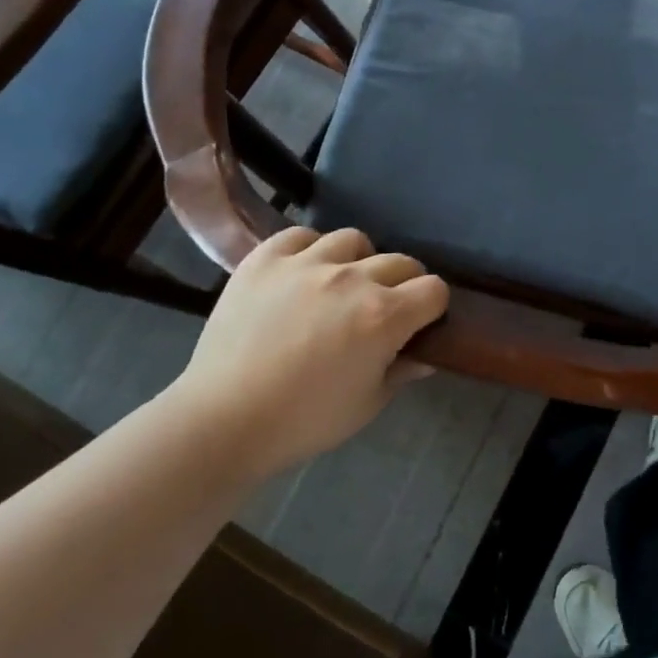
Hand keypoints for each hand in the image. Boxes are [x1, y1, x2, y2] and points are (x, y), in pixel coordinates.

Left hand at [173, 227, 448, 476]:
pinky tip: (303, 272)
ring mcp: (306, 263)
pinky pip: (300, 235)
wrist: (223, 420)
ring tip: (342, 285)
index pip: (434, 290)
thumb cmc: (303, 422)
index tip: (420, 324)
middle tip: (383, 310)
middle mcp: (352, 279)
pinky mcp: (266, 259)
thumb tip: (426, 356)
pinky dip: (309, 249)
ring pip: (353, 240)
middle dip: (403, 285)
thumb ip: (401, 372)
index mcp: (384, 316)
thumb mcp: (366, 404)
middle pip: (401, 262)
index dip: (432, 307)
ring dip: (359, 261)